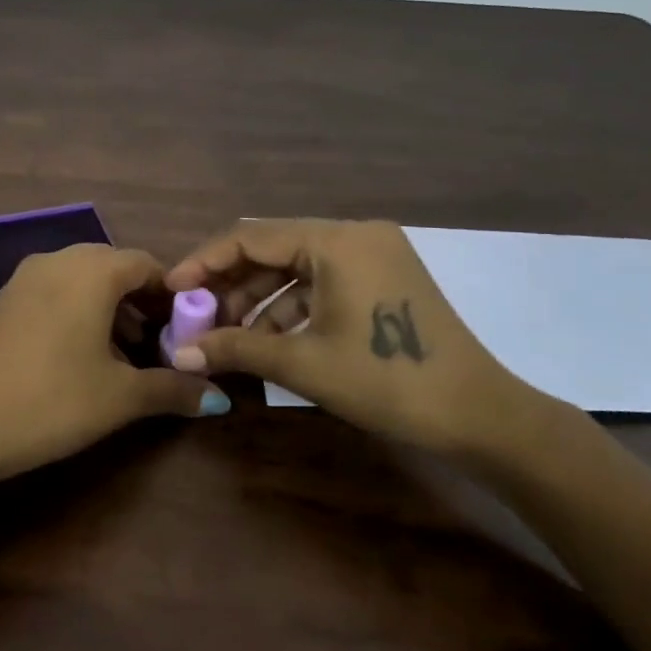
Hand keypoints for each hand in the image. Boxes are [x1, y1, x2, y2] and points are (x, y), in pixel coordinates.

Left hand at [0, 244, 230, 502]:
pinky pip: (53, 290)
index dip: (171, 294)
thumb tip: (218, 396)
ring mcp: (24, 278)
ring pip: (80, 278)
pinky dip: (76, 309)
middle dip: (139, 300)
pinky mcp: (4, 300)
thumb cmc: (54, 401)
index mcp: (91, 271)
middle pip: (112, 267)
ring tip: (124, 352)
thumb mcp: (121, 397)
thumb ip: (174, 389)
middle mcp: (57, 261)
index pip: (145, 264)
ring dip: (108, 306)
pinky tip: (81, 352)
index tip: (186, 328)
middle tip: (158, 341)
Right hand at [164, 219, 550, 460]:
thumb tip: (178, 354)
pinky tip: (266, 339)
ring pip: (296, 267)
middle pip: (273, 249)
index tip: (171, 289)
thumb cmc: (387, 381)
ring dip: (258, 299)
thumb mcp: (303, 363)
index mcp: (337, 240)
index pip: (251, 236)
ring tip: (226, 335)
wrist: (479, 416)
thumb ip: (236, 349)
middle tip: (196, 317)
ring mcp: (373, 255)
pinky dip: (290, 307)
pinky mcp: (383, 279)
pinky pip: (322, 282)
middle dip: (230, 284)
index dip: (205, 261)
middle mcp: (355, 234)